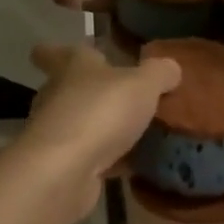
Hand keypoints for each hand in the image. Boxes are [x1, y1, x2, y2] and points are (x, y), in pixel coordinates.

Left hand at [20, 45, 181, 192]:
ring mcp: (56, 134)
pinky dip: (107, 160)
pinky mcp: (62, 166)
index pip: (53, 53)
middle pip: (68, 89)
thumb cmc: (100, 112)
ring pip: (79, 123)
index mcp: (71, 68)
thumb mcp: (142, 84)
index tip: (57, 54)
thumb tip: (170, 67)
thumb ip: (159, 73)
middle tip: (120, 95)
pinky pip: (89, 157)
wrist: (64, 172)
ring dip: (100, 127)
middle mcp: (57, 96)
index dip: (55, 51)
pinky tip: (131, 166)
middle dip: (90, 92)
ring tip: (134, 132)